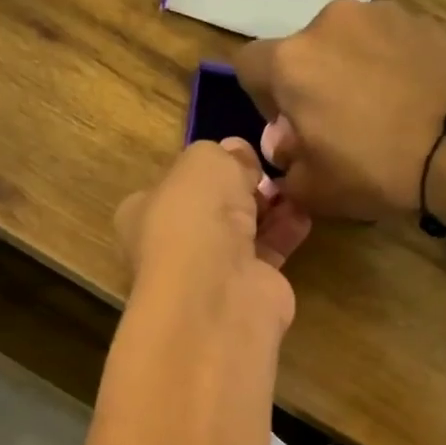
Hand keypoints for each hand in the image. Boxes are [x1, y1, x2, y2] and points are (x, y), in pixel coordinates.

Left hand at [115, 136, 311, 330]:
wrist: (218, 288)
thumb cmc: (195, 216)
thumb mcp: (204, 161)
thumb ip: (223, 154)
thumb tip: (238, 155)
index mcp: (143, 215)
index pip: (172, 187)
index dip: (204, 171)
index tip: (235, 156)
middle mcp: (172, 246)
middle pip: (211, 210)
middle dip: (240, 190)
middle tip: (266, 170)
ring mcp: (209, 273)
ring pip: (242, 232)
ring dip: (267, 209)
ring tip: (291, 186)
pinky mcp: (247, 290)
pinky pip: (268, 253)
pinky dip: (285, 232)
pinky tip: (302, 214)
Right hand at [234, 0, 445, 219]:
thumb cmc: (373, 172)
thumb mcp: (311, 189)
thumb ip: (283, 163)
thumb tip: (286, 144)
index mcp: (293, 61)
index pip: (249, 64)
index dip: (260, 97)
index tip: (285, 126)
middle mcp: (331, 22)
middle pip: (303, 50)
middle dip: (310, 83)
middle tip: (334, 124)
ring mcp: (383, 14)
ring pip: (348, 42)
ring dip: (350, 69)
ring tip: (379, 110)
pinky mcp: (426, 19)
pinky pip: (390, 42)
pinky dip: (390, 65)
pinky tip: (410, 100)